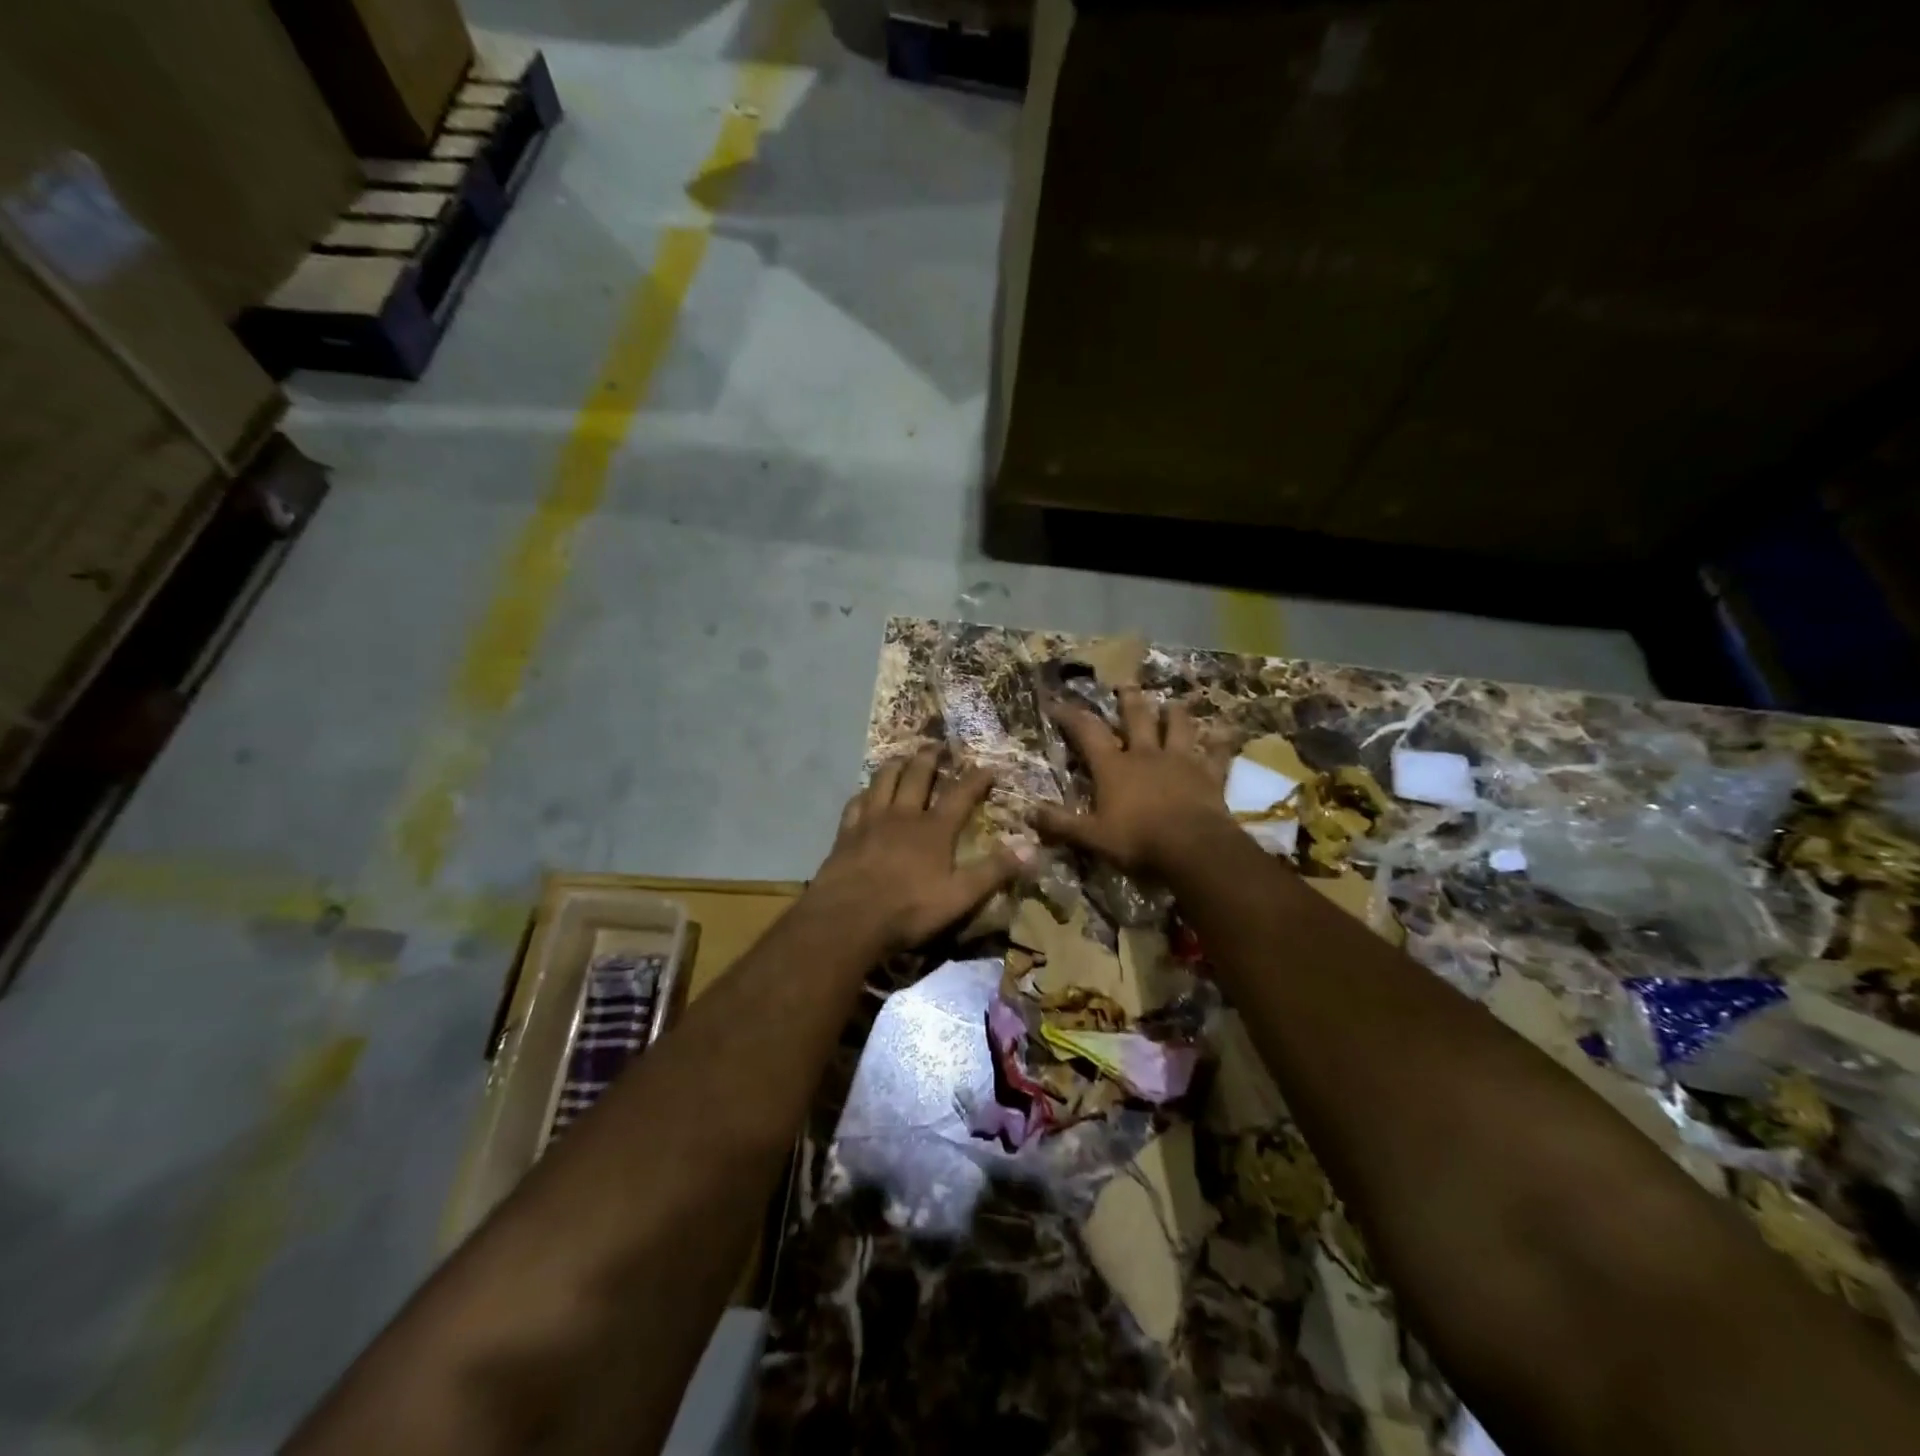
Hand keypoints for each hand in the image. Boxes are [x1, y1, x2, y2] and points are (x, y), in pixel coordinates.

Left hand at [813, 748, 1021, 954]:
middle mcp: (903, 815)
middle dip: (930, 757)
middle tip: (937, 744)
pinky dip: (865, 792)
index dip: (976, 778)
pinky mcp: (846, 833)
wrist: (847, 920)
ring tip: (903, 756)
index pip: (960, 794)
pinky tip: (866, 793)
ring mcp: (871, 821)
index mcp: (934, 829)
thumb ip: (994, 871)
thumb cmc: (908, 910)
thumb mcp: (960, 897)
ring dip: (896, 764)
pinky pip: (856, 802)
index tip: (988, 766)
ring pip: (884, 780)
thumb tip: (1031, 847)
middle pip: (917, 775)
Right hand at [1035, 687, 1231, 875]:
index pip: (1087, 732)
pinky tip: (1227, 730)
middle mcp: (1146, 755)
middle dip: (1129, 699)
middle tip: (1126, 683)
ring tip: (1173, 703)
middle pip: (1137, 718)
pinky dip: (1222, 741)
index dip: (1070, 715)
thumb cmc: (1138, 841)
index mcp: (1114, 767)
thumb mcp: (1092, 837)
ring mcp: (1181, 761)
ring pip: (1178, 727)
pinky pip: (1218, 752)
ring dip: (1175, 713)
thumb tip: (1027, 813)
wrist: (1193, 849)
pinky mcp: (1209, 775)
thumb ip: (1061, 824)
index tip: (1057, 702)